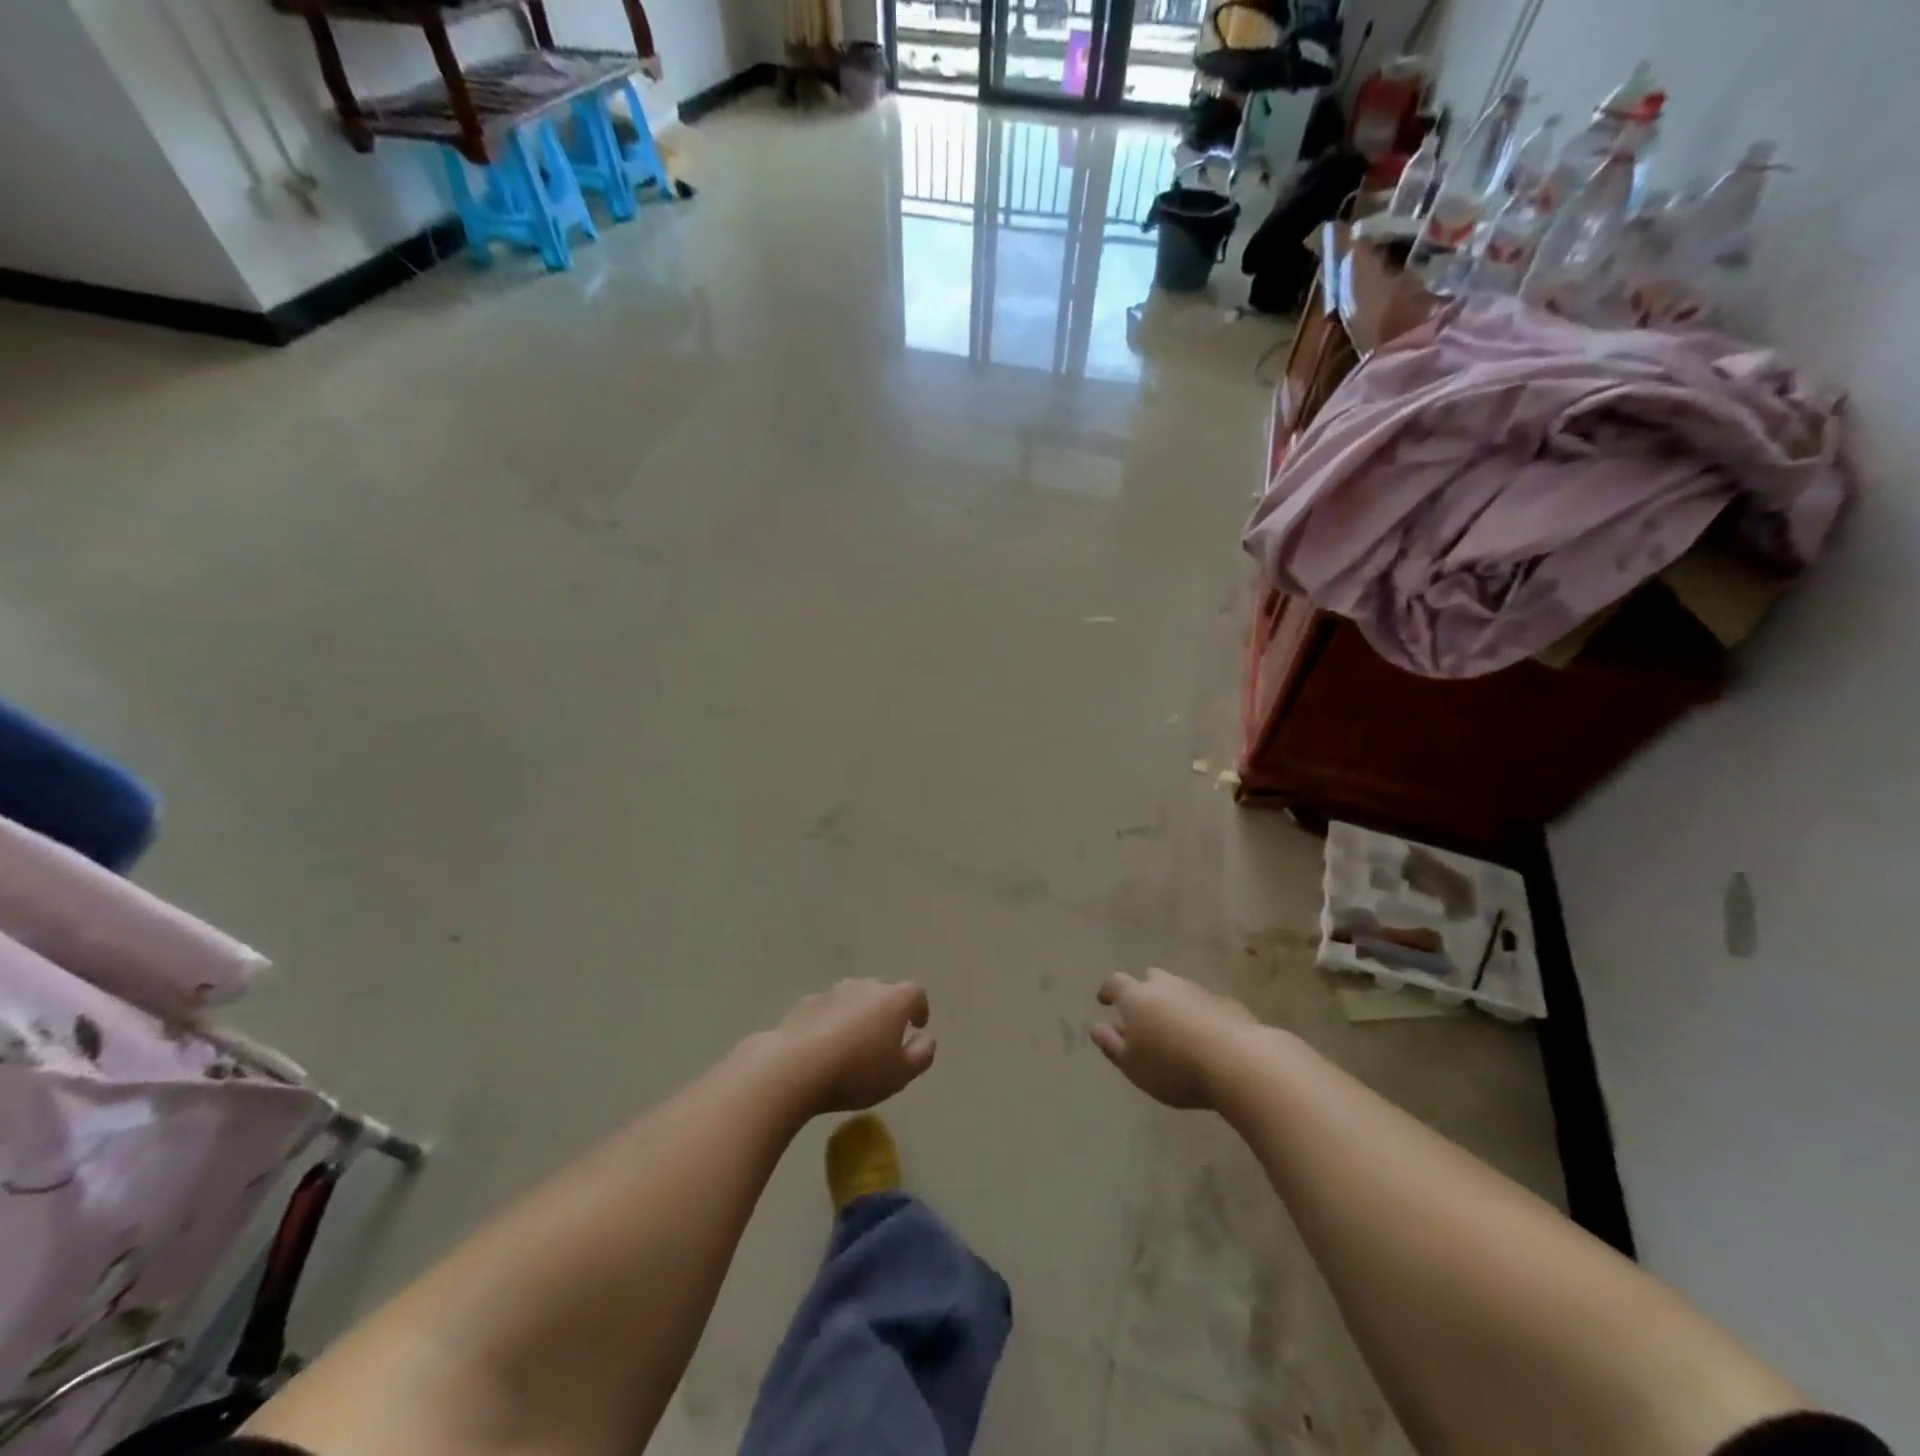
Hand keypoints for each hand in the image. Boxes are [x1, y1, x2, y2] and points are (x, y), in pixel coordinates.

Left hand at [769, 979, 935, 1114]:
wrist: (795, 1067)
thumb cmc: (856, 1072)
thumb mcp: (899, 1075)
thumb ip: (921, 1055)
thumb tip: (926, 1039)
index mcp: (893, 1000)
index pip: (915, 994)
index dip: (919, 1009)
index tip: (917, 1027)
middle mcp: (865, 987)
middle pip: (883, 993)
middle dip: (887, 1012)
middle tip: (885, 1039)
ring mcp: (833, 992)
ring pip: (854, 1000)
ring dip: (858, 1016)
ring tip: (853, 1045)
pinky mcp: (806, 1003)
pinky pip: (828, 1010)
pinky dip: (832, 1023)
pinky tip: (824, 1047)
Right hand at [1091, 968, 1256, 1109]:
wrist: (1237, 1062)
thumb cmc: (1173, 1067)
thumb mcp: (1132, 1066)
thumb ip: (1111, 1045)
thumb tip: (1096, 1027)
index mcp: (1137, 998)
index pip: (1116, 983)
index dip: (1108, 991)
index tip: (1104, 1000)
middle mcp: (1166, 986)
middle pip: (1151, 978)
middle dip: (1145, 991)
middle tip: (1144, 1013)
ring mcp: (1198, 992)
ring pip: (1179, 989)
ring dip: (1173, 1002)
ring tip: (1175, 1028)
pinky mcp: (1226, 1004)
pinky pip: (1205, 1004)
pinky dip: (1199, 1014)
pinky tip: (1205, 1037)